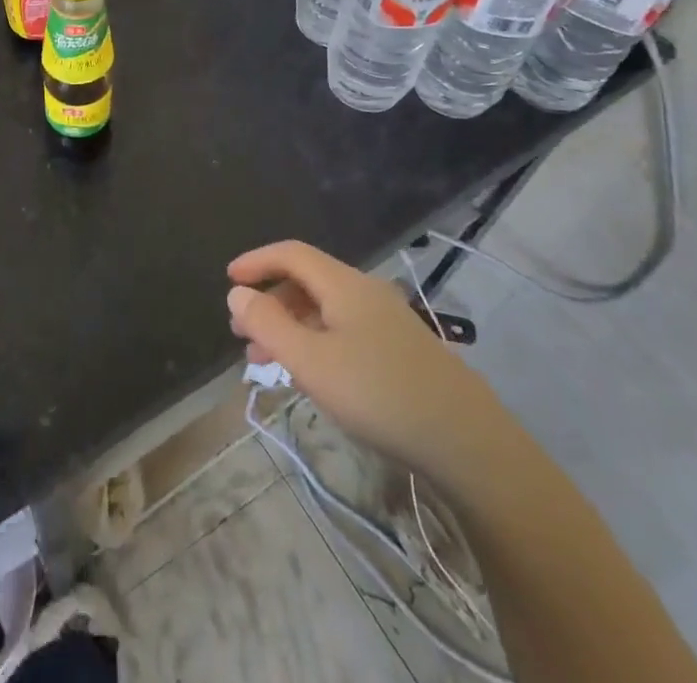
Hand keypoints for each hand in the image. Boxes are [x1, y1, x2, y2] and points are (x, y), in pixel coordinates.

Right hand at [227, 241, 499, 480]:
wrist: (468, 442)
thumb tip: (237, 293)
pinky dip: (315, 342)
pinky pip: (343, 331)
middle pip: (307, 281)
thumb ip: (268, 324)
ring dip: (289, 327)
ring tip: (266, 364)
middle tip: (242, 335)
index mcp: (343, 284)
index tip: (228, 280)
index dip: (256, 261)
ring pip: (325, 310)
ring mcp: (387, 322)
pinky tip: (311, 376)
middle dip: (269, 302)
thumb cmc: (379, 394)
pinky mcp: (401, 351)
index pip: (290, 253)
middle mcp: (365, 292)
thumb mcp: (311, 362)